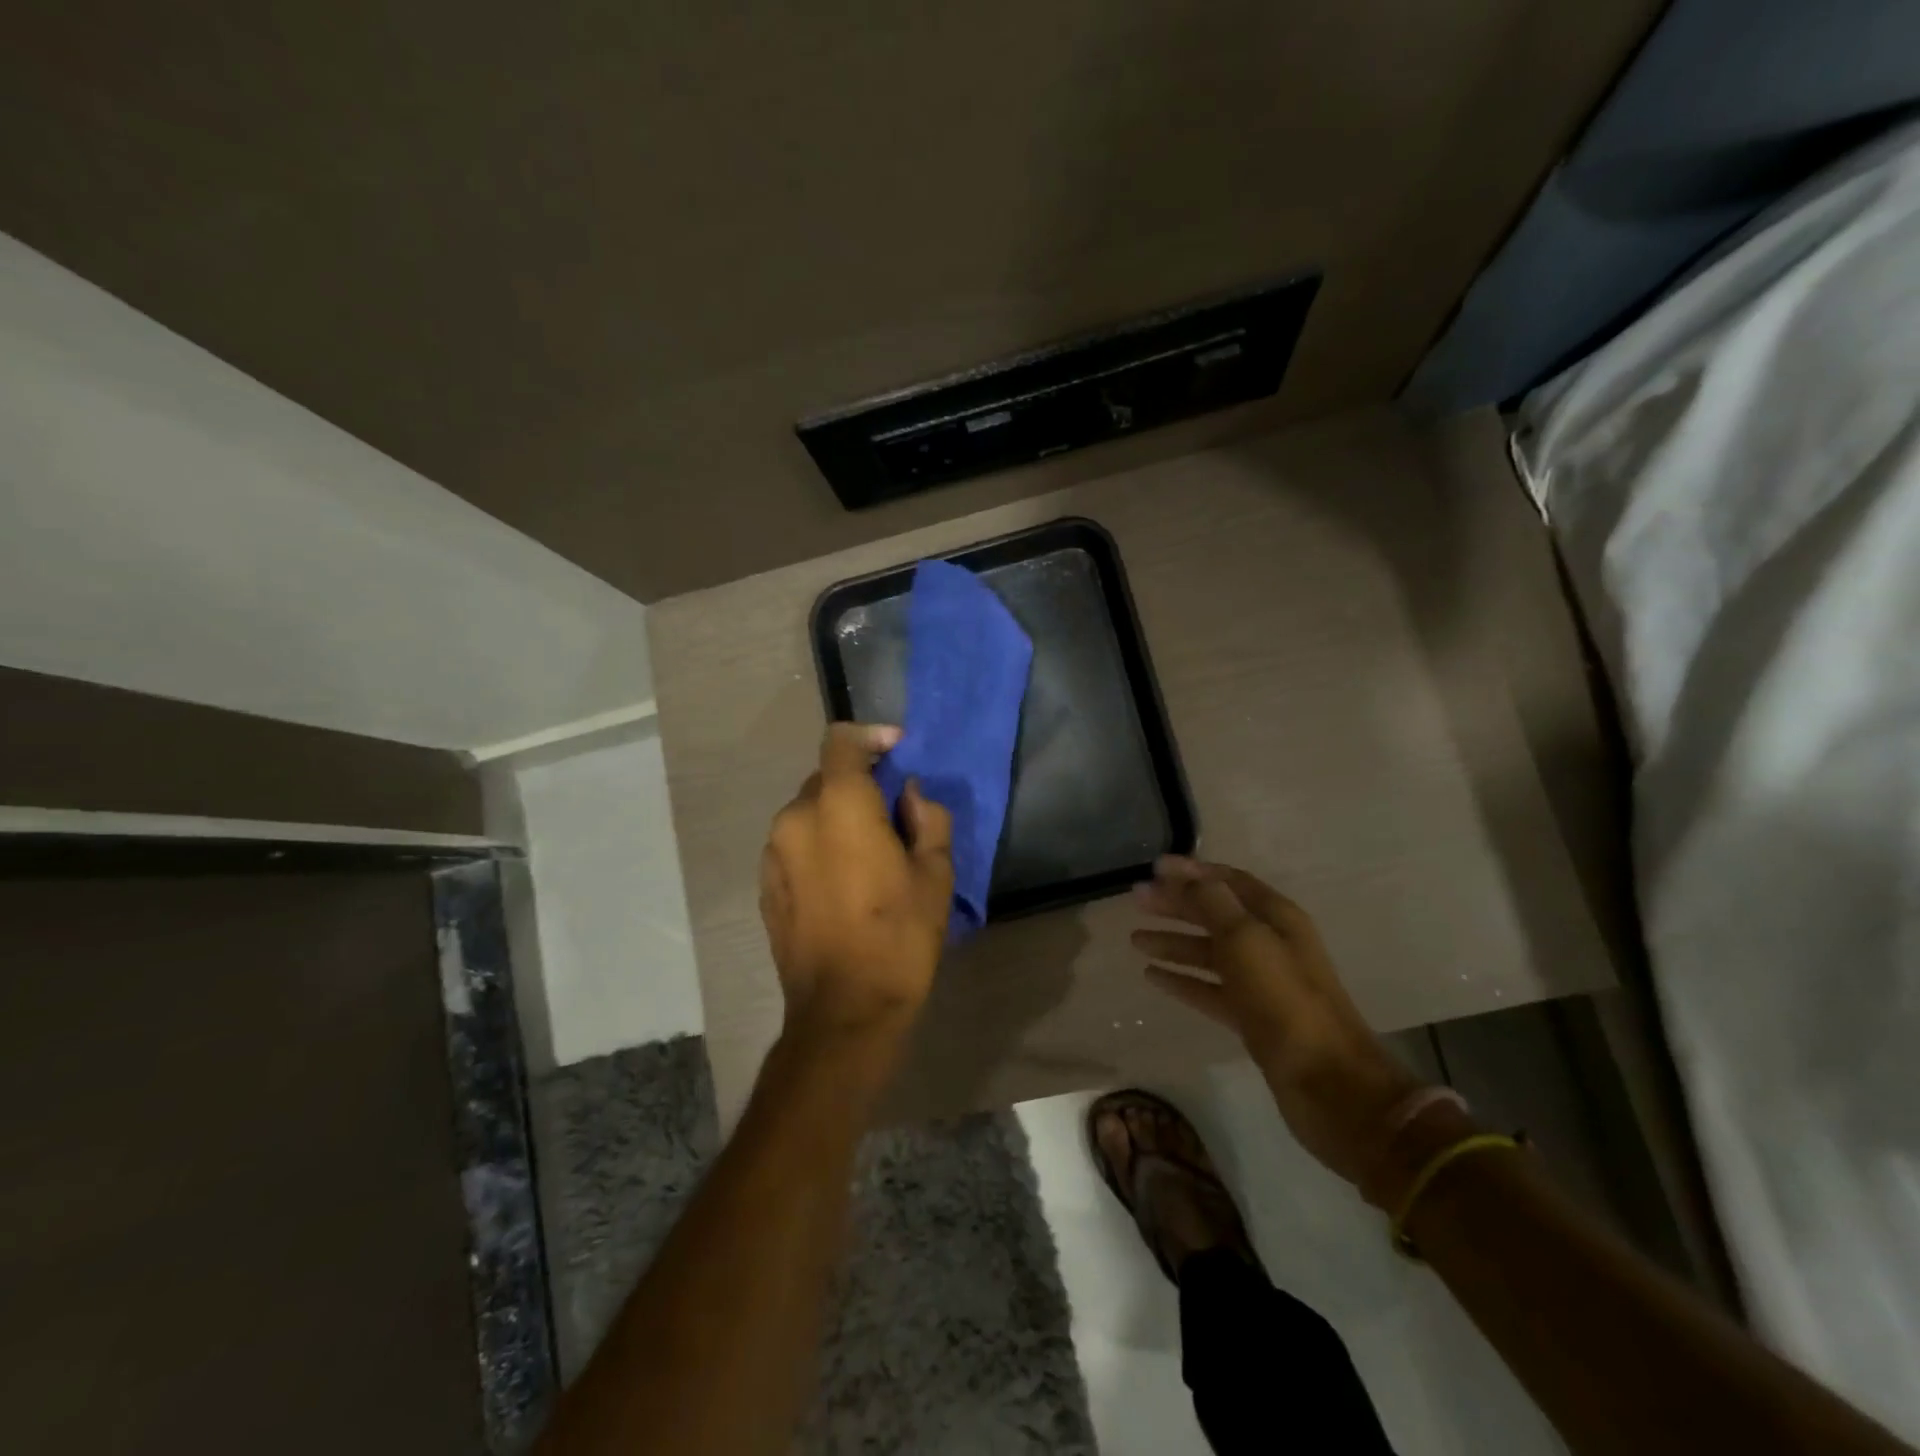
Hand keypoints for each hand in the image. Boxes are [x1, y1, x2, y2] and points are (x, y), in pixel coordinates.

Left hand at [760, 724, 954, 1042]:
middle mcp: (795, 818)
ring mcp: (773, 853)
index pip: (841, 741)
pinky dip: (819, 844)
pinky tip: (844, 880)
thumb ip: (927, 818)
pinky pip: (795, 844)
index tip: (898, 751)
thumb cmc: (899, 937)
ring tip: (869, 852)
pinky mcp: (766, 884)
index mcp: (839, 805)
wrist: (844, 1011)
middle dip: (860, 784)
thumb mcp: (934, 875)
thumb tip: (909, 796)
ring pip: (809, 812)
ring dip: (838, 816)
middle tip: (894, 813)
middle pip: (826, 777)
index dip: (871, 736)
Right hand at [1133, 856, 1439, 1194]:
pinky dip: (1183, 980)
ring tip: (1135, 940)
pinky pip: (1209, 989)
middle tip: (1135, 901)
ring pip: (1209, 952)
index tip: (1154, 868)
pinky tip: (1153, 976)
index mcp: (1276, 917)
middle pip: (1215, 914)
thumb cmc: (1285, 1000)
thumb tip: (1182, 876)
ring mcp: (1261, 983)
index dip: (1192, 872)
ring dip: (1174, 943)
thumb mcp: (1246, 939)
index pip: (1229, 881)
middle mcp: (1269, 943)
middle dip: (1176, 905)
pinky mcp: (1251, 1017)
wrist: (1328, 1083)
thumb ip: (1212, 903)